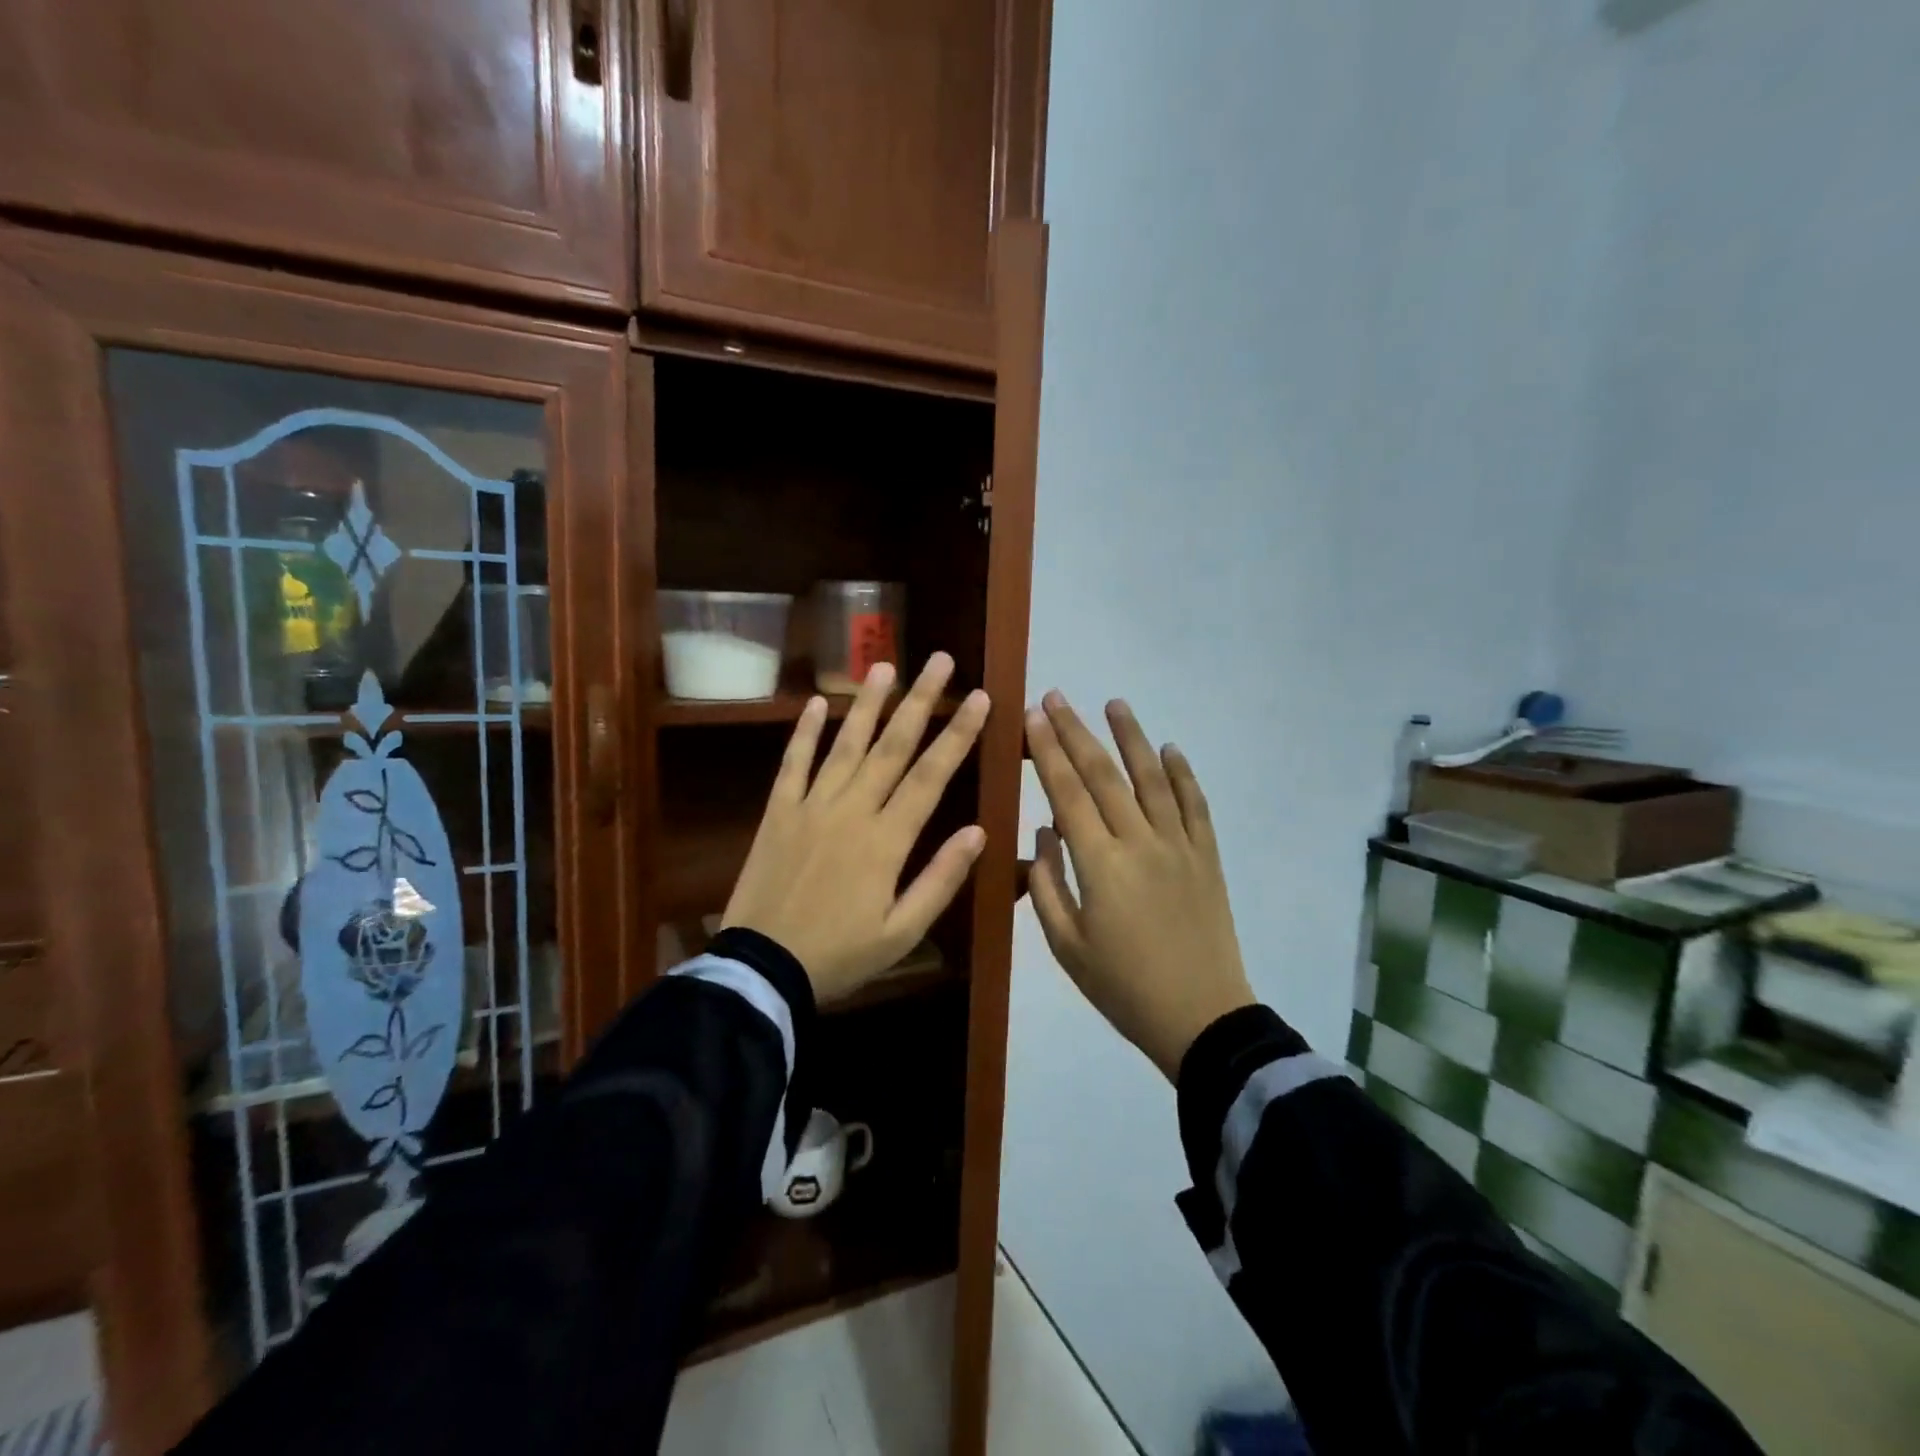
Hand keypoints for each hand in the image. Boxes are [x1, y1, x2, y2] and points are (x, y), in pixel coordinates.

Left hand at [722, 654, 990, 1003]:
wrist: (761, 968)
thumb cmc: (839, 955)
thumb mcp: (902, 932)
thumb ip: (940, 879)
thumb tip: (978, 831)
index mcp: (886, 840)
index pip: (930, 776)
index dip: (958, 735)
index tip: (980, 698)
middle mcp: (851, 810)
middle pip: (892, 747)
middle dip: (920, 701)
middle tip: (940, 661)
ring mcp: (810, 806)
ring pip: (845, 745)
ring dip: (866, 704)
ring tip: (884, 666)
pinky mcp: (778, 812)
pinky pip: (792, 764)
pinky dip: (803, 733)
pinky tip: (814, 703)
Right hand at [1025, 692, 1254, 1079]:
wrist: (1201, 1018)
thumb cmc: (1122, 987)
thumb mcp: (1067, 947)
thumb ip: (1046, 884)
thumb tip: (1043, 831)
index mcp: (1100, 865)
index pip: (1068, 792)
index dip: (1048, 751)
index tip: (1033, 716)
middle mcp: (1140, 842)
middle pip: (1104, 775)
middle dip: (1076, 732)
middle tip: (1057, 697)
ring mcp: (1180, 846)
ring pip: (1153, 779)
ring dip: (1132, 738)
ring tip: (1115, 704)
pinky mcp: (1208, 857)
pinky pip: (1196, 806)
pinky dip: (1184, 774)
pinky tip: (1171, 750)